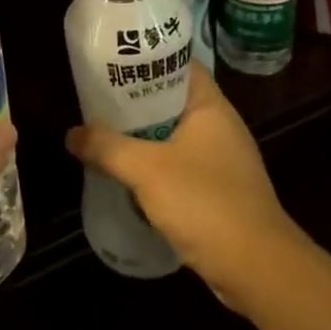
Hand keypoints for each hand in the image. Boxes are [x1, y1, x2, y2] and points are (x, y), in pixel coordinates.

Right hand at [65, 62, 305, 308]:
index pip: (178, 64)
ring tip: (104, 134)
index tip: (112, 61)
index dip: (147, 58)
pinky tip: (128, 176)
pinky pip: (179, 165)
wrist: (258, 270)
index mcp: (210, 106)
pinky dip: (154, 166)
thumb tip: (71, 134)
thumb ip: (106, 147)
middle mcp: (219, 126)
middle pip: (170, 100)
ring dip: (142, 137)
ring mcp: (221, 160)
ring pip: (172, 135)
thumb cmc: (205, 203)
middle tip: (96, 100)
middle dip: (134, 102)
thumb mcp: (146, 169)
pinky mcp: (218, 191)